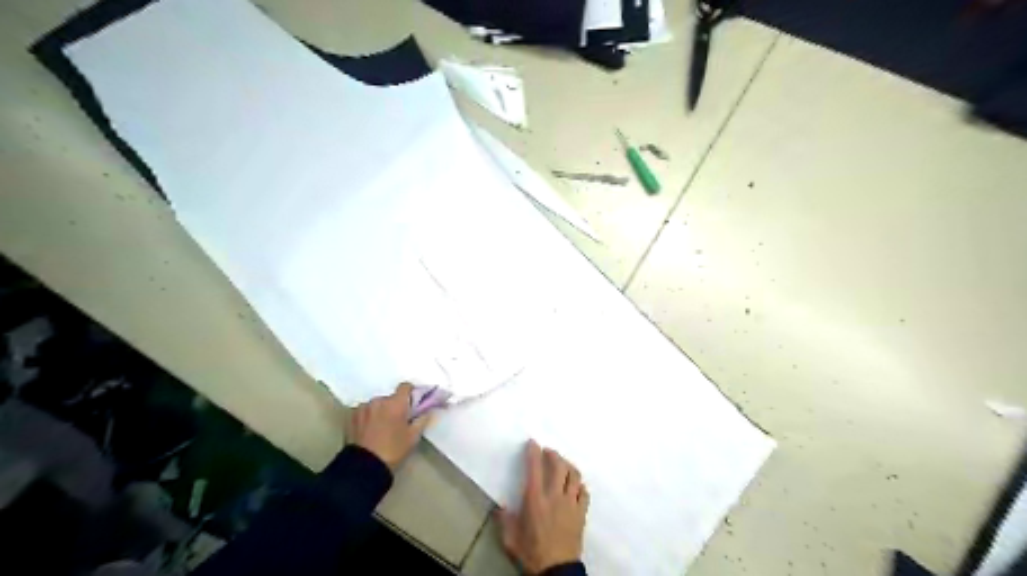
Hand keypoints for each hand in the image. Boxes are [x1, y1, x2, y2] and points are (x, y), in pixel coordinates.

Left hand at [353, 382, 431, 468]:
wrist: (365, 466)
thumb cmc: (393, 450)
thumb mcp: (413, 437)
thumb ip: (422, 419)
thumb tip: (427, 410)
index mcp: (396, 403)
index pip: (405, 386)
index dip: (410, 392)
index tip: (412, 403)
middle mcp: (379, 400)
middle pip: (390, 397)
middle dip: (395, 406)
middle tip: (397, 421)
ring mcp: (363, 407)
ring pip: (377, 405)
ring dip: (381, 411)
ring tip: (381, 427)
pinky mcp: (352, 416)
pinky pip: (364, 411)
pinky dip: (368, 416)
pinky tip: (369, 430)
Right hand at [496, 440, 585, 571]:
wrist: (556, 570)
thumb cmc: (531, 552)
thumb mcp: (511, 538)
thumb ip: (505, 519)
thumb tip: (501, 507)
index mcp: (535, 499)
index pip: (535, 468)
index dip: (533, 452)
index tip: (532, 443)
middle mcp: (555, 496)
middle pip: (559, 466)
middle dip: (554, 454)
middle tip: (548, 451)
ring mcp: (571, 504)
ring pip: (574, 475)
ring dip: (568, 465)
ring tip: (563, 464)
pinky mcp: (581, 513)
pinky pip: (584, 492)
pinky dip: (579, 485)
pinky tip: (575, 486)